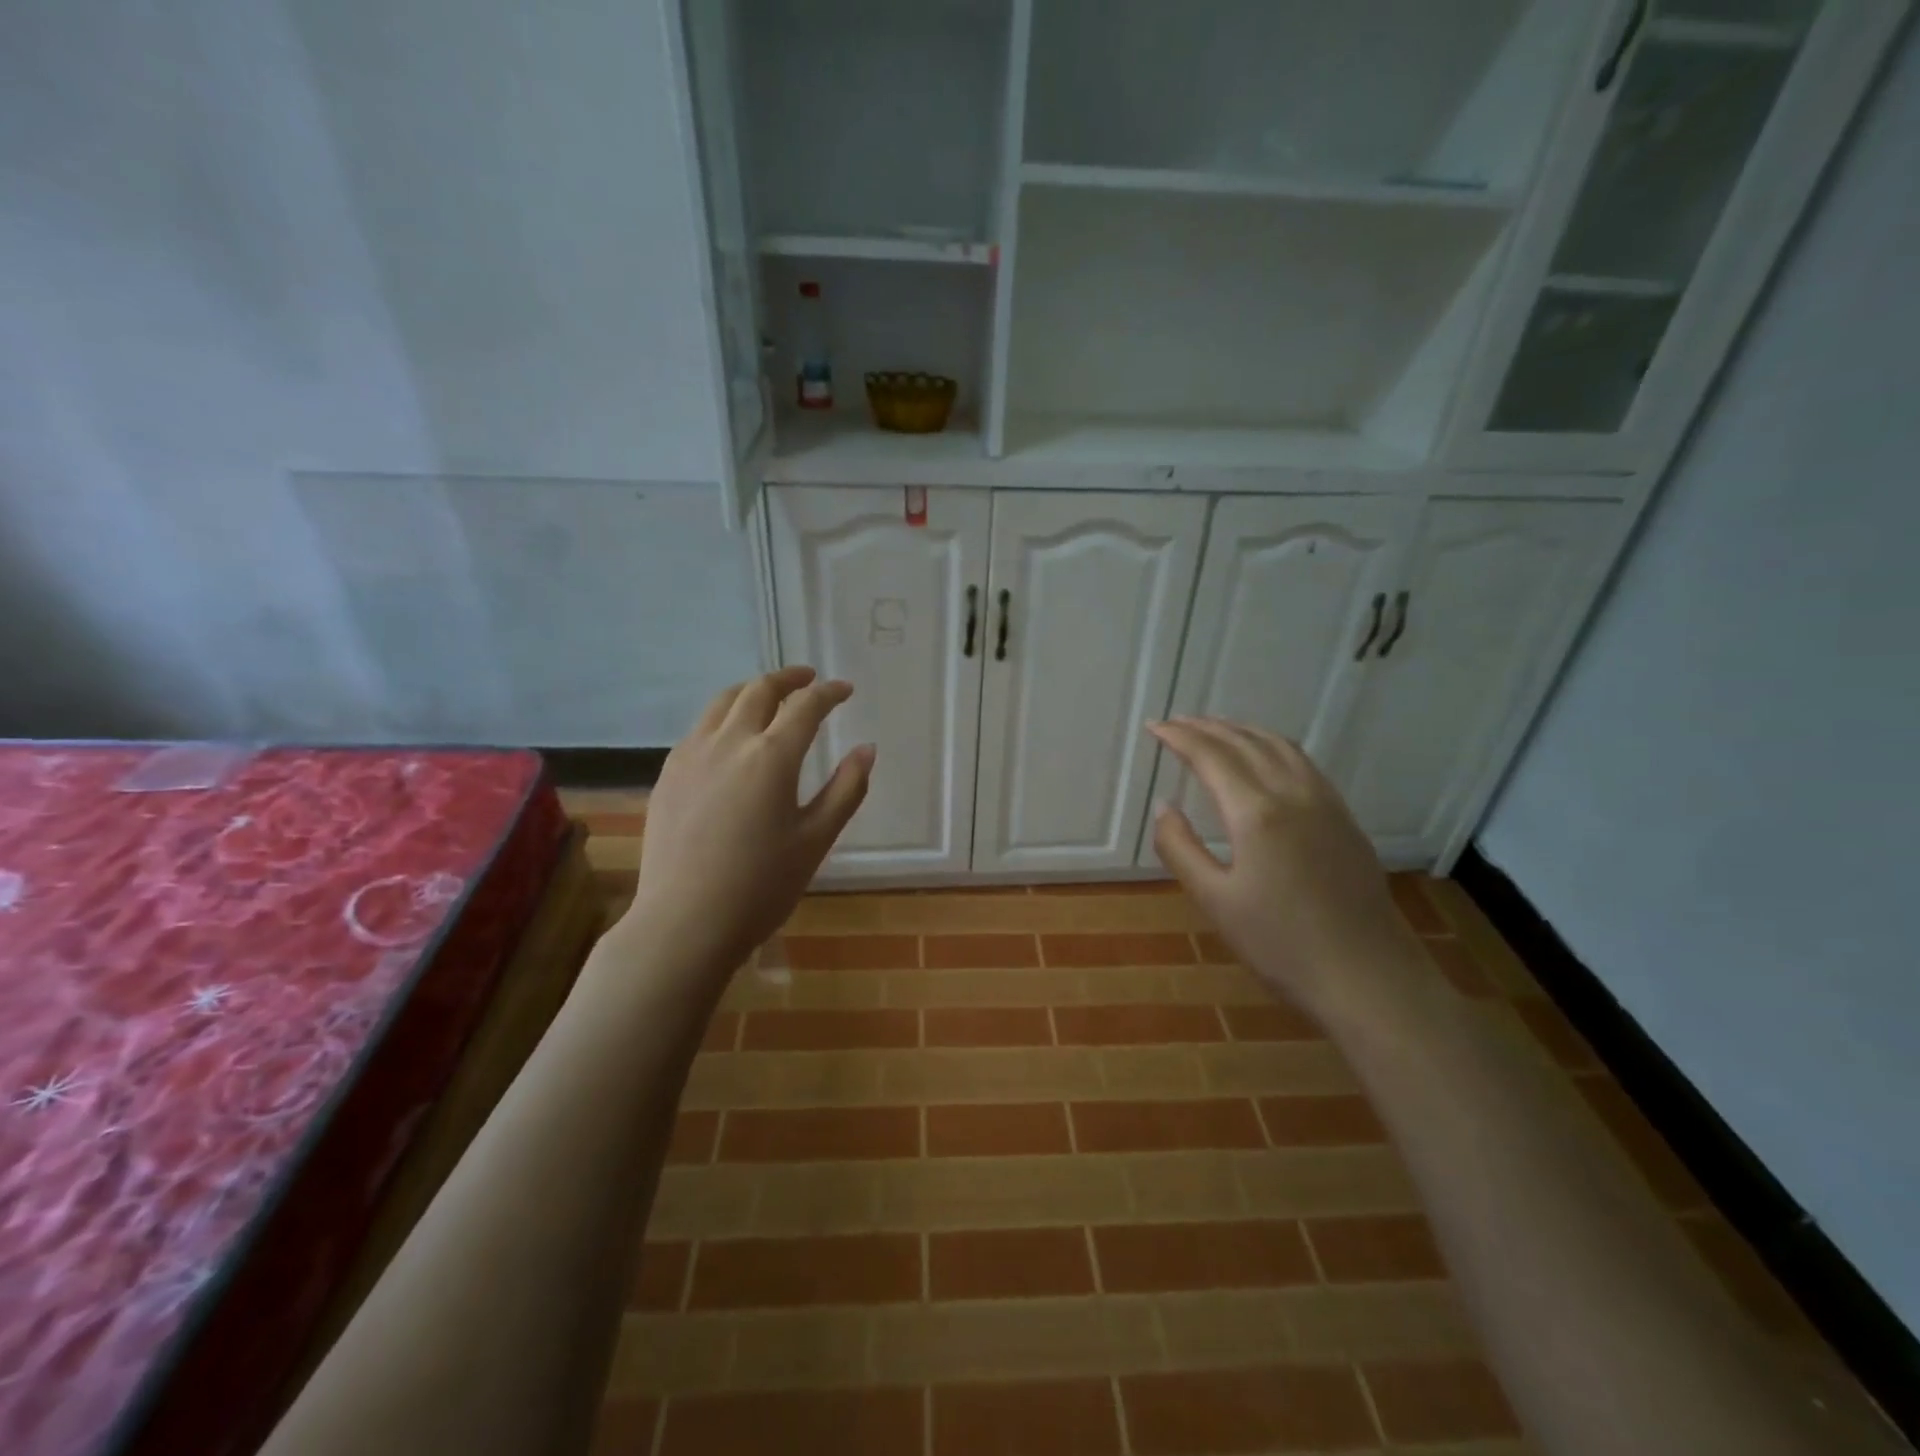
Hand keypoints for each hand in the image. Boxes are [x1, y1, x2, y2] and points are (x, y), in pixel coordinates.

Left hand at [616, 667, 872, 978]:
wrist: (685, 922)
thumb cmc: (761, 886)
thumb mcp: (816, 840)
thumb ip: (846, 789)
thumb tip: (866, 749)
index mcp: (771, 757)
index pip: (805, 706)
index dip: (828, 692)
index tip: (844, 689)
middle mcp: (729, 742)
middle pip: (759, 691)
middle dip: (788, 678)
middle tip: (808, 678)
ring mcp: (691, 754)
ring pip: (723, 702)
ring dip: (752, 690)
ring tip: (769, 695)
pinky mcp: (669, 773)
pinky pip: (700, 727)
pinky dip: (724, 715)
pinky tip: (730, 735)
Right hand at [1146, 717, 1414, 1017]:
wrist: (1368, 978)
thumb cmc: (1281, 945)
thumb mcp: (1215, 900)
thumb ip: (1180, 847)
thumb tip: (1163, 806)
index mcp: (1256, 812)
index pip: (1210, 757)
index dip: (1179, 737)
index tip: (1154, 726)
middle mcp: (1293, 793)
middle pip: (1245, 743)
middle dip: (1207, 727)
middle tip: (1176, 722)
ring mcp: (1325, 803)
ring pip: (1279, 746)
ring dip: (1242, 731)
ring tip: (1215, 729)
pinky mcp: (1344, 819)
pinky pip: (1303, 763)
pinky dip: (1272, 746)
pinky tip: (1265, 758)